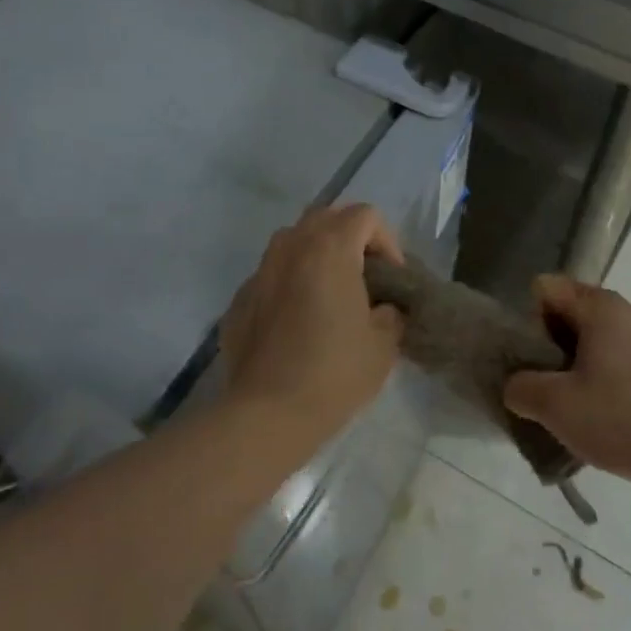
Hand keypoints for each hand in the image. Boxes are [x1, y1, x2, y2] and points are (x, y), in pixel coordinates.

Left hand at [219, 204, 404, 440]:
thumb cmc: (334, 373)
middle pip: (325, 217)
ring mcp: (259, 272)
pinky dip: (289, 284)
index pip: (365, 216)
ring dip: (316, 255)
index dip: (387, 241)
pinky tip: (296, 322)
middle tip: (364, 277)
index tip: (392, 279)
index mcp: (330, 249)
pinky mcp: (239, 299)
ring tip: (329, 294)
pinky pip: (270, 276)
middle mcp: (290, 248)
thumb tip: (381, 308)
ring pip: (292, 242)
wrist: (268, 413)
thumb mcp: (384, 344)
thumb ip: (390, 312)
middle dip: (350, 238)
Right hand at [503, 275, 630, 497]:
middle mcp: (627, 311)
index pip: (545, 289)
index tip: (530, 361)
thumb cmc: (621, 420)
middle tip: (544, 386)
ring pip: (593, 339)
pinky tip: (602, 415)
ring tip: (571, 406)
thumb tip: (516, 385)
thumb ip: (519, 387)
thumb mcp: (553, 405)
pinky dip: (600, 378)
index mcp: (601, 306)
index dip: (528, 321)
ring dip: (573, 366)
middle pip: (569, 313)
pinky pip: (616, 358)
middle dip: (548, 345)